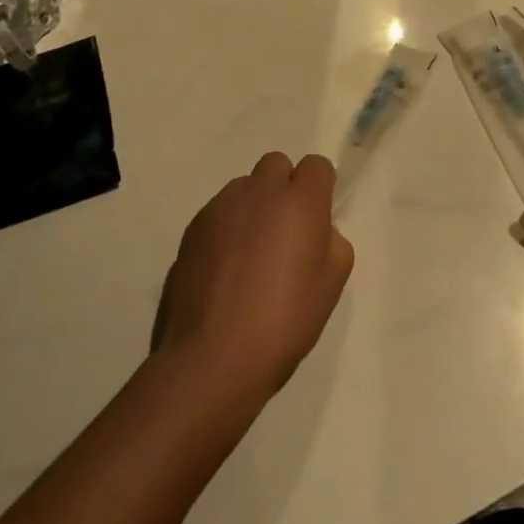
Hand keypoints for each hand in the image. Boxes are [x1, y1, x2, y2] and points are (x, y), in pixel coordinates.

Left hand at [155, 152, 353, 405]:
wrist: (212, 358)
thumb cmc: (284, 321)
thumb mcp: (331, 286)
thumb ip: (331, 243)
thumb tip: (317, 231)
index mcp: (300, 200)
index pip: (316, 166)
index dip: (320, 188)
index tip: (317, 220)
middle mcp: (260, 191)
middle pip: (277, 165)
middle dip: (284, 188)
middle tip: (284, 233)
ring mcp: (221, 207)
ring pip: (244, 188)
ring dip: (253, 208)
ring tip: (250, 255)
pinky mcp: (192, 228)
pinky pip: (218, 213)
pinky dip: (226, 229)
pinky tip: (224, 270)